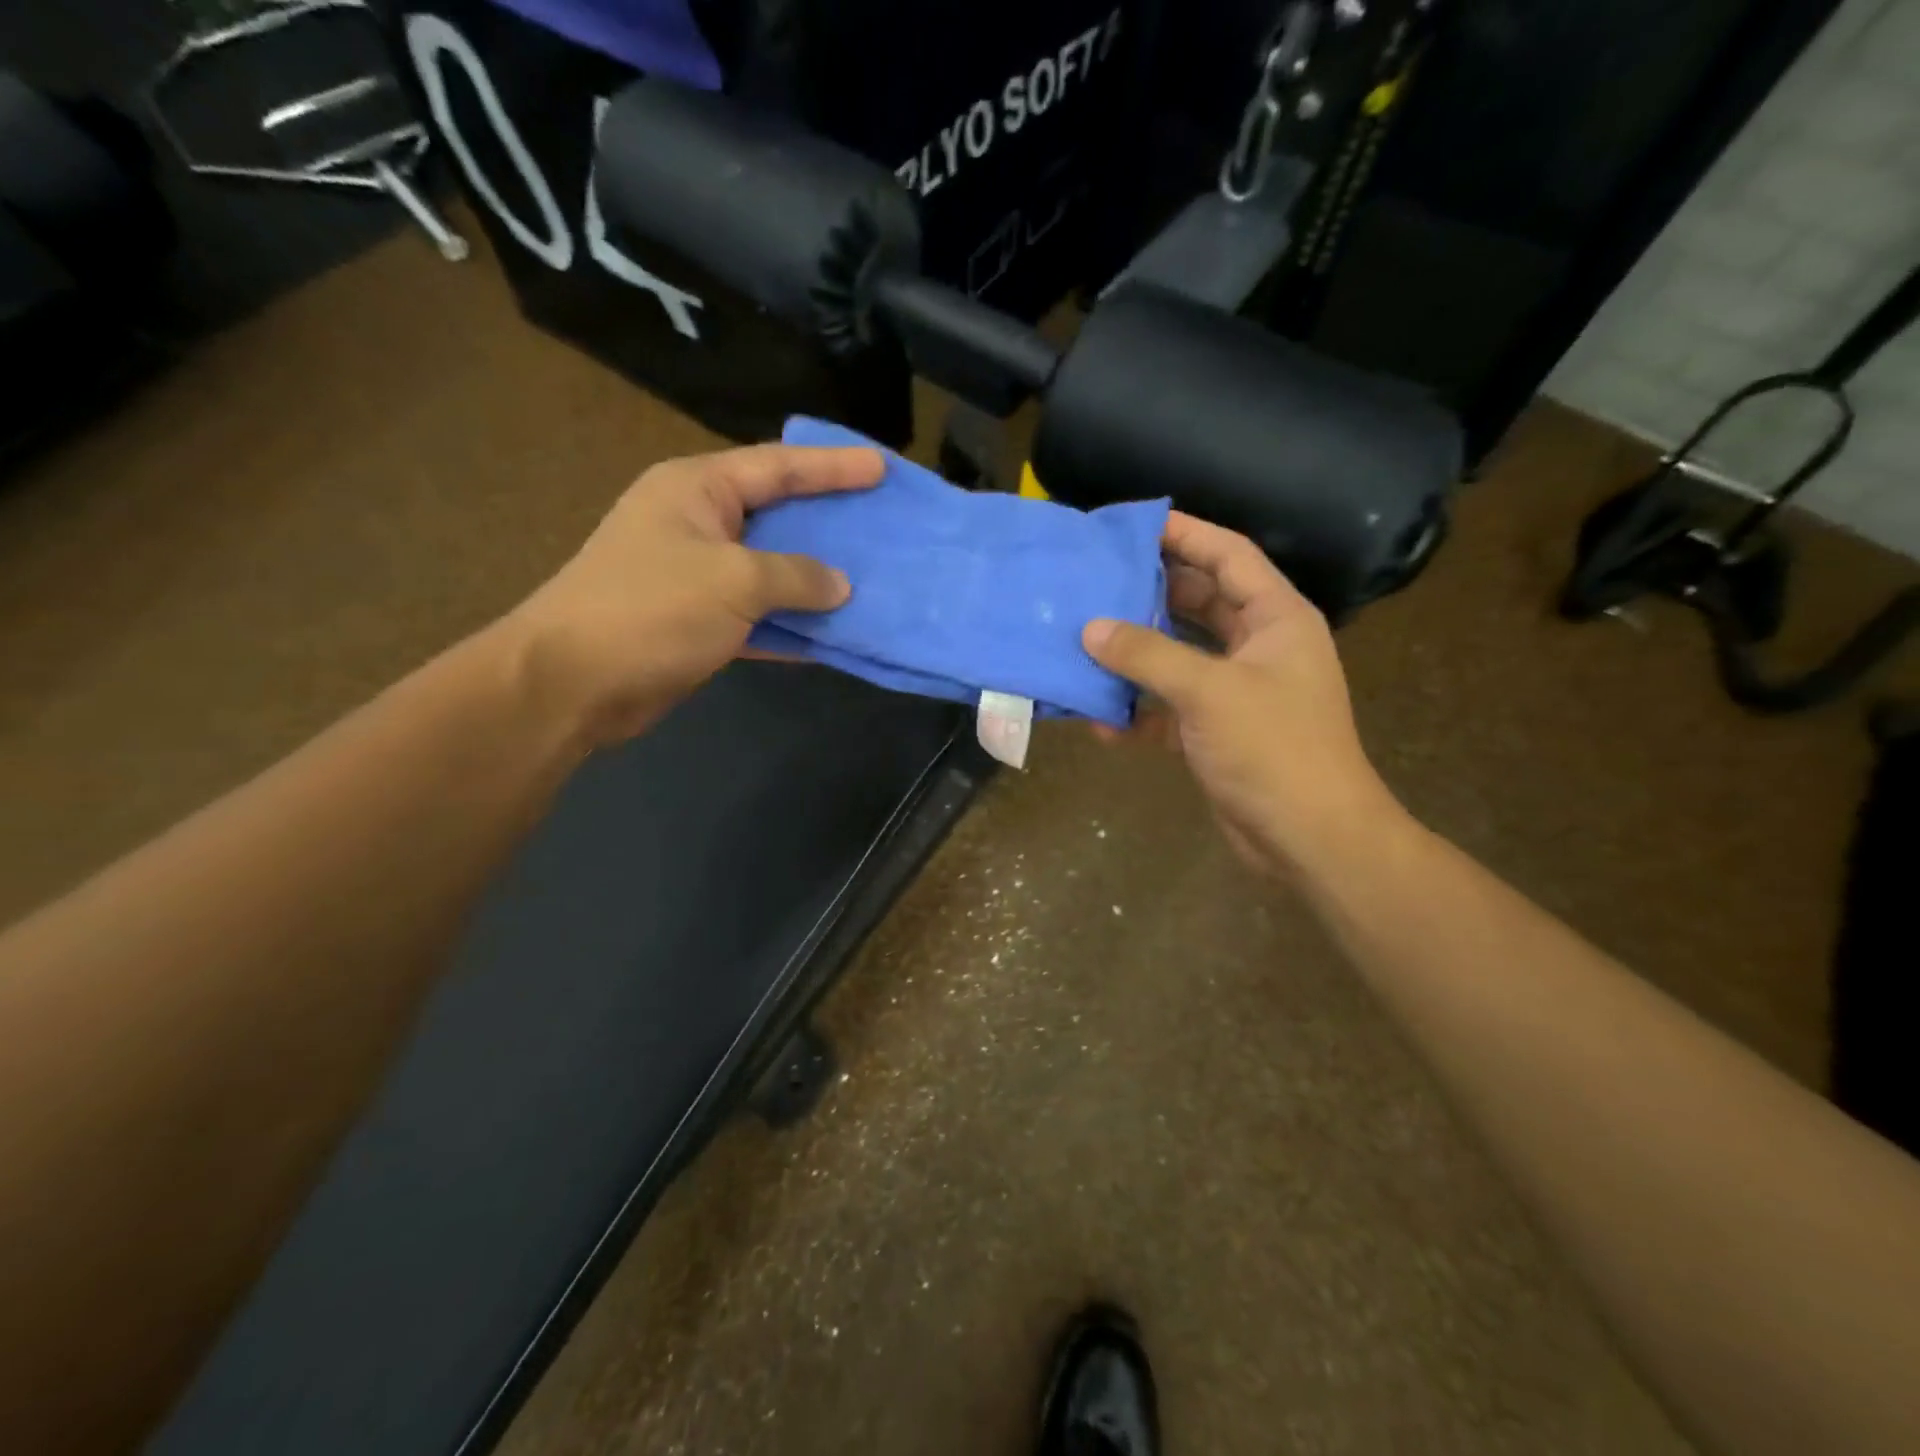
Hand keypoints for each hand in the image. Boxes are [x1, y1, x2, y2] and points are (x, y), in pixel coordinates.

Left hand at [504, 443, 882, 746]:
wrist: (573, 683)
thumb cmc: (651, 610)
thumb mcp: (733, 581)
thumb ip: (796, 576)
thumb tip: (839, 585)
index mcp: (698, 490)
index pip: (778, 466)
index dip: (833, 466)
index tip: (881, 468)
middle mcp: (698, 524)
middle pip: (778, 513)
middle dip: (829, 520)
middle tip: (880, 520)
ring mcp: (698, 575)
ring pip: (773, 569)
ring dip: (817, 579)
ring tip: (871, 577)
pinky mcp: (700, 622)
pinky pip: (761, 614)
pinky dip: (793, 623)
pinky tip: (834, 632)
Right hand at [1083, 512, 1400, 877]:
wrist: (1308, 838)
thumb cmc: (1273, 749)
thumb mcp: (1209, 692)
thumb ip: (1147, 655)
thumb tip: (1091, 629)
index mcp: (1276, 618)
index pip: (1229, 556)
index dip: (1185, 533)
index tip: (1133, 524)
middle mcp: (1258, 647)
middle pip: (1198, 603)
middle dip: (1149, 594)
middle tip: (1096, 580)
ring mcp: (1236, 691)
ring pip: (1178, 657)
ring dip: (1135, 655)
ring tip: (1084, 641)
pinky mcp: (1216, 732)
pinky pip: (1169, 708)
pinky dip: (1138, 712)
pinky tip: (1100, 721)